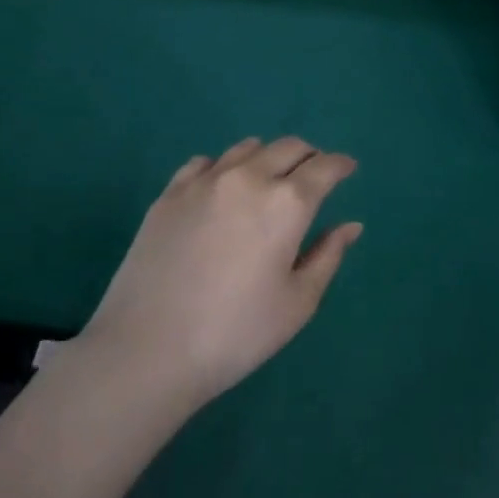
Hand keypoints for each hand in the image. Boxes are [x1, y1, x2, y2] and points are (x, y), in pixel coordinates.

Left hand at [82, 137, 362, 412]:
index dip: (341, 165)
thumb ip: (328, 256)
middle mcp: (248, 178)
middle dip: (309, 156)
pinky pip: (205, 163)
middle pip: (287, 147)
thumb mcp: (298, 302)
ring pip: (246, 148)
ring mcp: (203, 182)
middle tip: (315, 175)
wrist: (147, 349)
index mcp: (287, 203)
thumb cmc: (236, 333)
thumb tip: (350, 226)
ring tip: (270, 178)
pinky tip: (223, 188)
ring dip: (268, 156)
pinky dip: (225, 166)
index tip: (348, 168)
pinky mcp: (169, 194)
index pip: (324, 167)